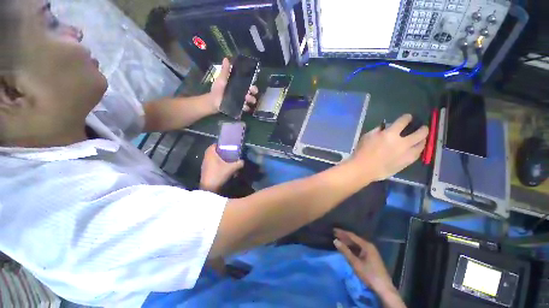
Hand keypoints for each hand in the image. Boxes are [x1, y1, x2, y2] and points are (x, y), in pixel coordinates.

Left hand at [200, 144, 243, 192]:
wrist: (209, 188)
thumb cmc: (219, 174)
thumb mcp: (231, 168)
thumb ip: (238, 163)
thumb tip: (243, 161)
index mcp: (210, 154)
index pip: (213, 145)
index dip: (220, 145)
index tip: (227, 146)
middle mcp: (206, 158)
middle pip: (213, 152)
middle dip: (221, 152)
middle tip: (229, 153)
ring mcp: (205, 165)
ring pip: (212, 158)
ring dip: (219, 159)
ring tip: (228, 160)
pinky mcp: (205, 171)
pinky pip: (212, 164)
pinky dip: (217, 164)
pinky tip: (224, 168)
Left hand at [210, 58, 258, 112]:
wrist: (213, 101)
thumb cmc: (218, 90)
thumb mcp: (221, 79)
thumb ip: (225, 71)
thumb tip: (226, 59)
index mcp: (239, 85)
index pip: (248, 83)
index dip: (252, 84)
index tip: (253, 84)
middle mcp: (242, 93)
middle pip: (251, 92)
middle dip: (253, 91)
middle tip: (252, 92)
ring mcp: (242, 101)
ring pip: (249, 100)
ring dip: (250, 99)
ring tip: (247, 99)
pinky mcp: (239, 107)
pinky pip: (245, 108)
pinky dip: (246, 108)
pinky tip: (245, 107)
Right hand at [334, 229, 406, 307]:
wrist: (384, 288)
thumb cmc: (369, 274)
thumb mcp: (355, 263)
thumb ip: (345, 251)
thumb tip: (335, 240)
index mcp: (366, 245)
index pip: (352, 235)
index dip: (342, 232)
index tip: (333, 230)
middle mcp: (369, 246)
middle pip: (354, 239)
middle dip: (344, 237)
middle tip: (334, 234)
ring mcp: (370, 252)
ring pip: (356, 244)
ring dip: (347, 242)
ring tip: (338, 240)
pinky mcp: (370, 257)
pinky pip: (359, 249)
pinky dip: (351, 248)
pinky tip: (346, 249)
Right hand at [351, 114, 428, 181]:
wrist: (363, 169)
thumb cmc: (362, 151)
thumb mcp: (367, 136)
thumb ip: (378, 130)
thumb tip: (387, 127)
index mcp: (390, 134)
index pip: (403, 121)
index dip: (407, 117)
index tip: (408, 117)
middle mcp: (402, 143)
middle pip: (420, 133)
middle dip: (423, 128)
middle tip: (422, 128)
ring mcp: (406, 154)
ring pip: (422, 145)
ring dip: (422, 140)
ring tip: (420, 139)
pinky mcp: (406, 163)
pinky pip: (417, 155)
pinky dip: (417, 150)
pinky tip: (414, 150)